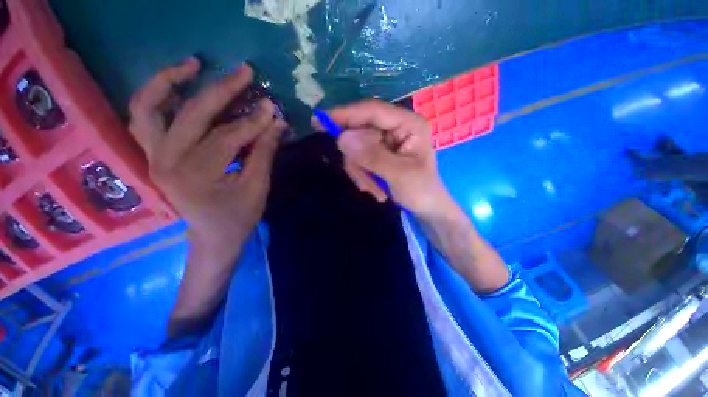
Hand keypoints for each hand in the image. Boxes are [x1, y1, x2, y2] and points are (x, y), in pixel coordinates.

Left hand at [129, 58, 285, 253]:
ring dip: (170, 81)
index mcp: (194, 176)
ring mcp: (153, 157)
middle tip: (244, 72)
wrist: (212, 238)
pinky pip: (144, 119)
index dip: (252, 121)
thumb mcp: (257, 188)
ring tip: (195, 65)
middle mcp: (165, 162)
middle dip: (221, 90)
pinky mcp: (153, 156)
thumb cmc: (238, 218)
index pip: (226, 137)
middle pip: (191, 114)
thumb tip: (277, 123)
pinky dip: (155, 98)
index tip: (272, 108)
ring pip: (149, 107)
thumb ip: (264, 153)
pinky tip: (175, 87)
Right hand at [327, 100, 449, 214]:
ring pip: (356, 148)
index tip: (319, 121)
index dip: (345, 114)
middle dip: (358, 161)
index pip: (372, 111)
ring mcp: (386, 140)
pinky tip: (375, 188)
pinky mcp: (379, 152)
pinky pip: (358, 159)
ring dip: (361, 172)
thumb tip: (342, 139)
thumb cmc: (421, 191)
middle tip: (364, 184)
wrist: (426, 207)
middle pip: (360, 132)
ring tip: (375, 190)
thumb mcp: (399, 175)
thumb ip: (372, 156)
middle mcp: (396, 127)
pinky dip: (362, 175)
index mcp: (408, 123)